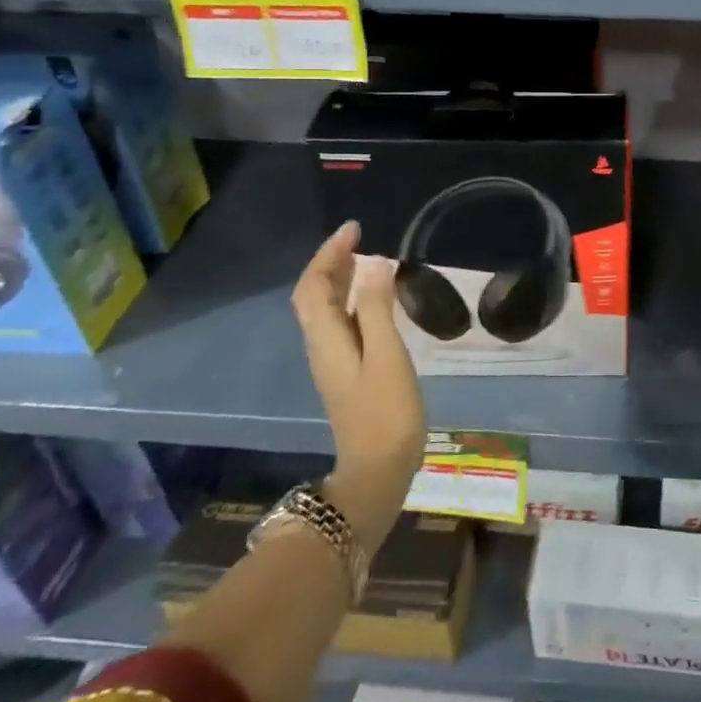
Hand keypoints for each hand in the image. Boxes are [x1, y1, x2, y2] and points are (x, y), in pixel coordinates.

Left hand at [292, 221, 425, 555]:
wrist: (377, 472)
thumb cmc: (385, 412)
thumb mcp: (387, 356)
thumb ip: (378, 309)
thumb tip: (375, 263)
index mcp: (326, 338)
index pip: (313, 285)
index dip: (329, 254)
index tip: (355, 229)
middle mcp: (322, 346)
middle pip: (314, 295)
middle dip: (332, 262)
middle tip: (361, 238)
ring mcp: (333, 361)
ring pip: (326, 310)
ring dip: (340, 279)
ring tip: (367, 258)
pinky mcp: (347, 372)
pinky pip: (341, 323)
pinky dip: (351, 300)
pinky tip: (374, 300)